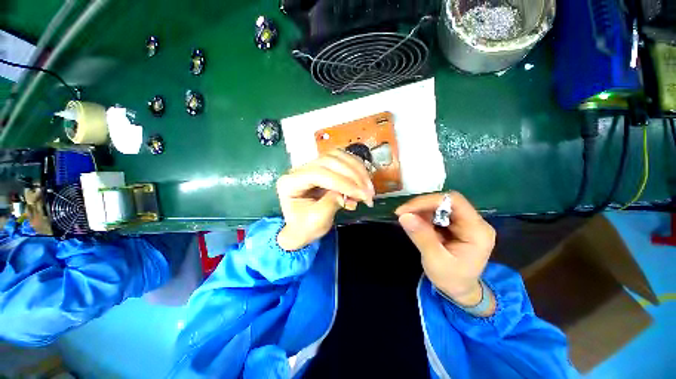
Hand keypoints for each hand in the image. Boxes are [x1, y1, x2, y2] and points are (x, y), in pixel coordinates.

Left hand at [277, 150, 374, 249]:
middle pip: (330, 160)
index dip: (344, 183)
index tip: (362, 194)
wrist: (300, 229)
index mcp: (290, 182)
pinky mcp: (322, 167)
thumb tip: (351, 192)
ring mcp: (311, 166)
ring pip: (337, 156)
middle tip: (368, 192)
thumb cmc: (305, 228)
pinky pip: (342, 160)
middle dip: (353, 175)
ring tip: (368, 187)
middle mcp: (299, 169)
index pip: (320, 174)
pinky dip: (355, 168)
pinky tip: (363, 180)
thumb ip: (332, 202)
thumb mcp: (317, 220)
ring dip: (357, 170)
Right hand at [395, 192, 495, 308]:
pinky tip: (416, 224)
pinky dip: (423, 216)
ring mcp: (465, 222)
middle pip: (446, 202)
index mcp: (477, 231)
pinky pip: (437, 212)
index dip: (428, 201)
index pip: (454, 202)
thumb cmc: (451, 279)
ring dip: (421, 211)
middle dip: (422, 206)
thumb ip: (421, 236)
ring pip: (439, 205)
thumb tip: (403, 215)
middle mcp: (474, 222)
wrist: (460, 291)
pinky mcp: (456, 224)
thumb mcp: (435, 260)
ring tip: (408, 222)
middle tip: (402, 214)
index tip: (406, 210)